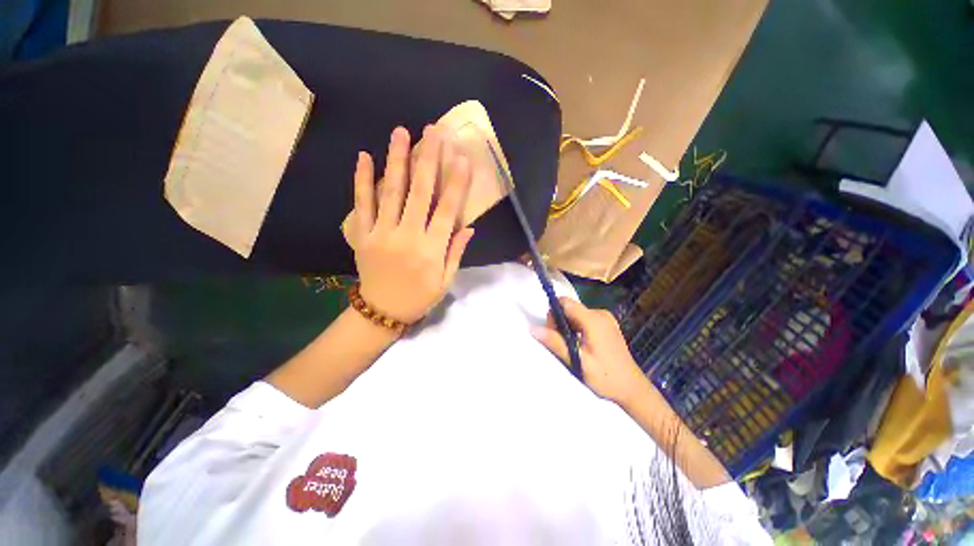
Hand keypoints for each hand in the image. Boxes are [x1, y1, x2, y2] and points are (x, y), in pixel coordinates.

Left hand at [347, 125, 474, 323]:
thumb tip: (469, 227)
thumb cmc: (420, 297)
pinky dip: (362, 180)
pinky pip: (362, 204)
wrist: (382, 311)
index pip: (447, 210)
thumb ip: (456, 252)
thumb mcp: (445, 280)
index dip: (456, 183)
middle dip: (429, 159)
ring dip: (397, 160)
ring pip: (391, 192)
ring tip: (401, 132)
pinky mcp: (363, 235)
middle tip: (434, 131)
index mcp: (431, 250)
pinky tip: (365, 157)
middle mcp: (408, 237)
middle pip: (420, 192)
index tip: (462, 158)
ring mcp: (382, 234)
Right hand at [532, 297, 654, 406]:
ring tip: (571, 347)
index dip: (554, 312)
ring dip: (568, 326)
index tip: (551, 330)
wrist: (633, 388)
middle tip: (561, 344)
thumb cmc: (606, 377)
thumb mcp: (577, 361)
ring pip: (576, 314)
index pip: (565, 302)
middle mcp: (600, 314)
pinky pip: (584, 319)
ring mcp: (605, 318)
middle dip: (560, 322)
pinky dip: (577, 328)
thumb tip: (533, 328)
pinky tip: (580, 345)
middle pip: (570, 308)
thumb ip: (555, 342)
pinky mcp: (607, 324)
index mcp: (593, 320)